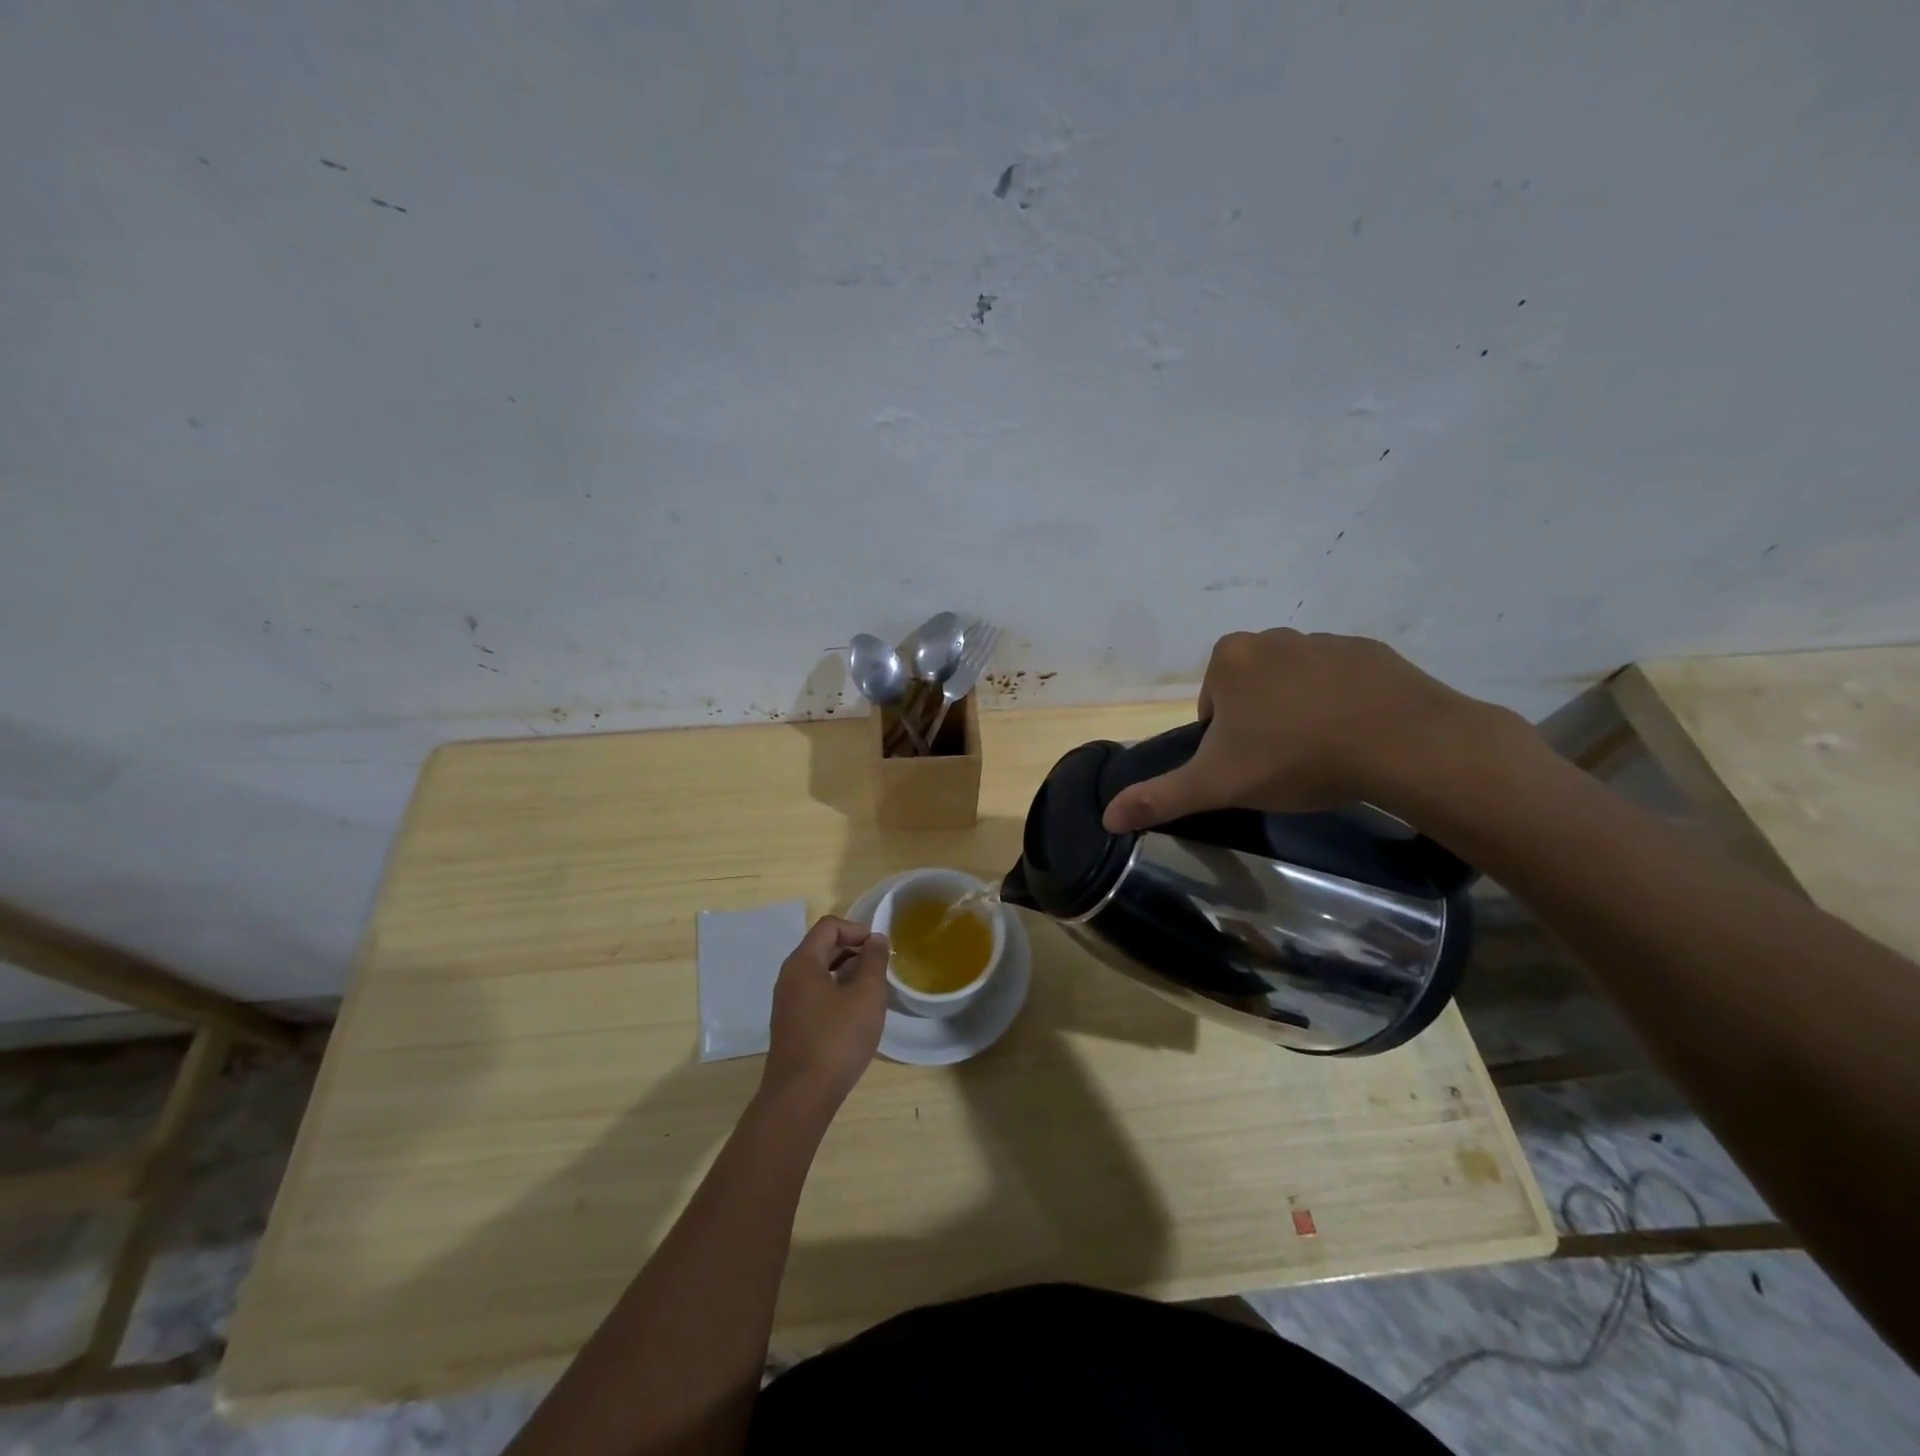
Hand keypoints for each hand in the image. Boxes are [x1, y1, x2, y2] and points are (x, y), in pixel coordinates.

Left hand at [761, 916, 890, 1111]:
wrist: (801, 1096)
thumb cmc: (837, 1039)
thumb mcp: (866, 995)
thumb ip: (873, 961)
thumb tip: (875, 939)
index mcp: (802, 962)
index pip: (829, 926)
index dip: (857, 929)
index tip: (880, 949)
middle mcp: (789, 977)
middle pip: (822, 947)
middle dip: (854, 950)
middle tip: (881, 968)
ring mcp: (787, 1002)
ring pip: (820, 972)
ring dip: (847, 973)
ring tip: (872, 990)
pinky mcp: (791, 1025)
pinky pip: (815, 994)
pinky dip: (837, 992)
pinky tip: (856, 1014)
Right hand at [1102, 628, 1504, 831]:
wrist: (1400, 742)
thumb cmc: (1294, 757)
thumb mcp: (1217, 784)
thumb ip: (1160, 797)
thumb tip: (1106, 817)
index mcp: (1229, 659)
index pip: (1210, 705)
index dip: (1223, 742)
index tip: (1249, 766)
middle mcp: (1271, 637)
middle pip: (1250, 691)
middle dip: (1259, 724)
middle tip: (1283, 763)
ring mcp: (1324, 640)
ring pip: (1295, 684)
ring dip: (1299, 713)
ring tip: (1322, 753)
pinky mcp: (1370, 652)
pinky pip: (1341, 680)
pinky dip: (1341, 704)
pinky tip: (1356, 737)